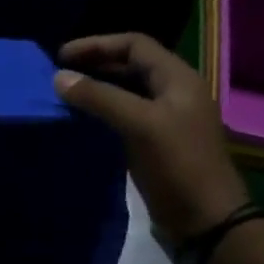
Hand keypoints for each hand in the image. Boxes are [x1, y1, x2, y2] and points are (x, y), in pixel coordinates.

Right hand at [54, 33, 248, 246]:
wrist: (205, 219)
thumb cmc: (177, 165)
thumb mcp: (138, 125)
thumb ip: (100, 98)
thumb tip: (59, 77)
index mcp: (178, 79)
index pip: (135, 44)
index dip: (97, 44)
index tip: (60, 56)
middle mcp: (174, 93)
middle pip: (131, 66)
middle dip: (95, 65)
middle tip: (59, 76)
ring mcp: (167, 120)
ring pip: (127, 92)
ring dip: (97, 90)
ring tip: (65, 97)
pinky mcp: (157, 144)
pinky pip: (126, 117)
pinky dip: (103, 114)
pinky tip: (82, 123)